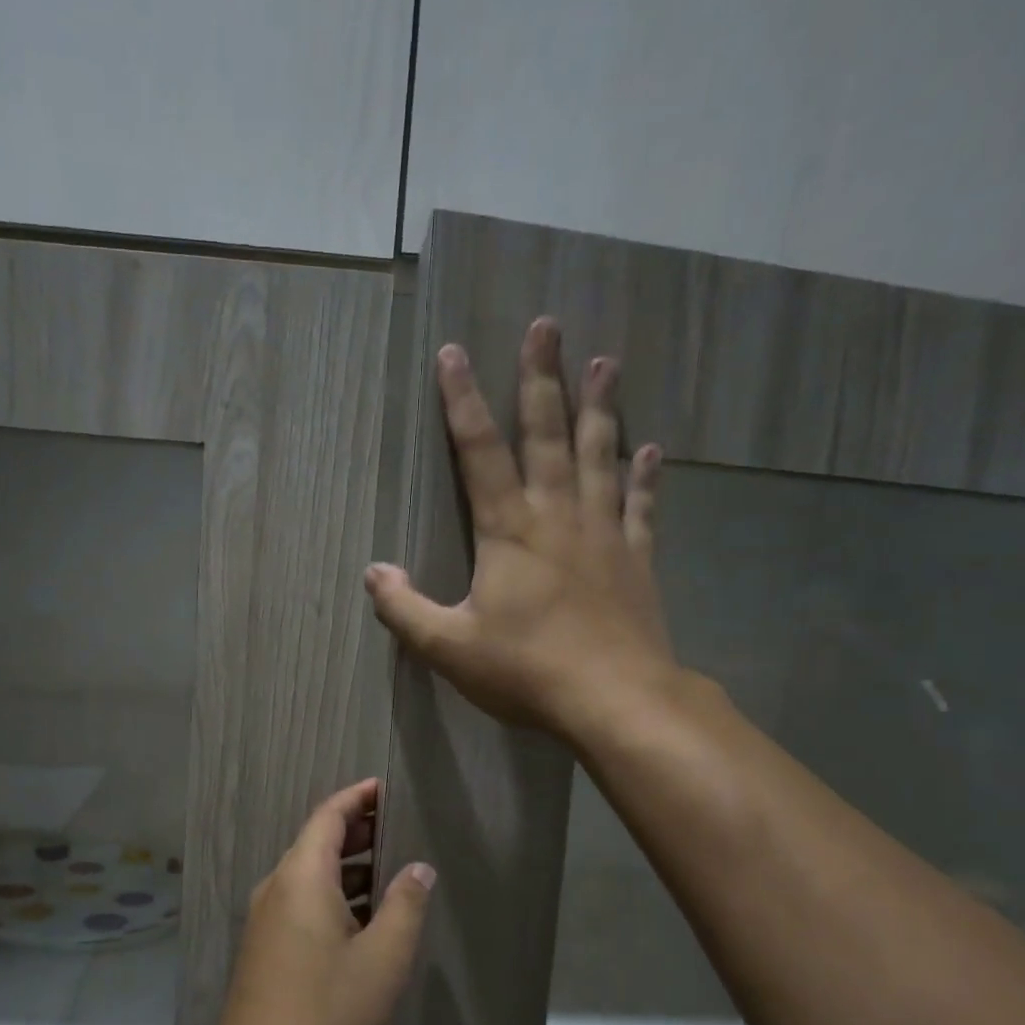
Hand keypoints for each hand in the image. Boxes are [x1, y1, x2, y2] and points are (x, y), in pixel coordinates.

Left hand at [193, 779, 434, 1024]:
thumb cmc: (327, 1015)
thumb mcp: (383, 961)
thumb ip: (405, 906)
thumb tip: (419, 867)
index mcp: (300, 877)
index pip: (328, 816)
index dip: (358, 797)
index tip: (388, 788)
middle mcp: (276, 889)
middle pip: (317, 842)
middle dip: (357, 831)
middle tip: (400, 828)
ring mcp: (265, 922)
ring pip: (310, 877)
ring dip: (348, 868)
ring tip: (390, 871)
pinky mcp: (265, 952)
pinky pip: (302, 905)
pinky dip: (334, 897)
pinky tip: (364, 921)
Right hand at [363, 318, 678, 742]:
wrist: (615, 698)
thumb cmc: (526, 670)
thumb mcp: (449, 647)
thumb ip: (405, 609)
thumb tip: (373, 573)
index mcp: (507, 530)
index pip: (479, 451)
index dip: (462, 401)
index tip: (454, 352)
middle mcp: (557, 516)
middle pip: (547, 434)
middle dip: (541, 379)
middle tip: (547, 326)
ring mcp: (602, 534)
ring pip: (600, 456)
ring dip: (600, 408)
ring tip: (605, 363)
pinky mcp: (635, 559)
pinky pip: (639, 507)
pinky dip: (643, 477)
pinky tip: (650, 450)